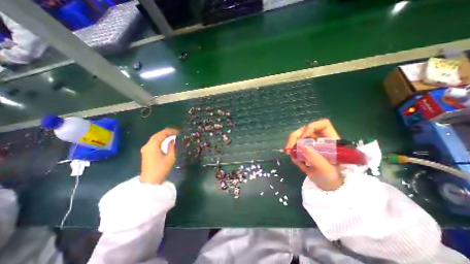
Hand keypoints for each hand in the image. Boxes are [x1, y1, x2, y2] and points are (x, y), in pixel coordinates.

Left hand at [140, 128, 179, 183]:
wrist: (150, 180)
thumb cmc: (161, 168)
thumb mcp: (170, 157)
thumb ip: (172, 146)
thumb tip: (173, 140)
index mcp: (153, 145)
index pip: (162, 134)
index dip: (171, 131)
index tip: (179, 132)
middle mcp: (148, 145)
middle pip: (157, 135)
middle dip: (167, 132)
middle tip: (176, 132)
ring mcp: (145, 148)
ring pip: (154, 138)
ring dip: (163, 135)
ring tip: (172, 135)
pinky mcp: (146, 152)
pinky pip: (153, 142)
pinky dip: (159, 139)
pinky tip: (165, 140)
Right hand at [284, 119, 343, 189]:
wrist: (327, 187)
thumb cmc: (332, 179)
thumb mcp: (326, 170)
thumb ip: (315, 158)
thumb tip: (301, 145)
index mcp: (330, 141)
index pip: (322, 125)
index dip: (312, 127)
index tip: (304, 136)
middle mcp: (320, 140)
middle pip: (305, 129)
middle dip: (295, 136)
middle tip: (289, 147)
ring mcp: (311, 145)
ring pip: (298, 137)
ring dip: (291, 144)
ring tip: (290, 154)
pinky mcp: (304, 150)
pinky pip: (295, 146)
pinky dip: (292, 152)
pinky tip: (296, 160)